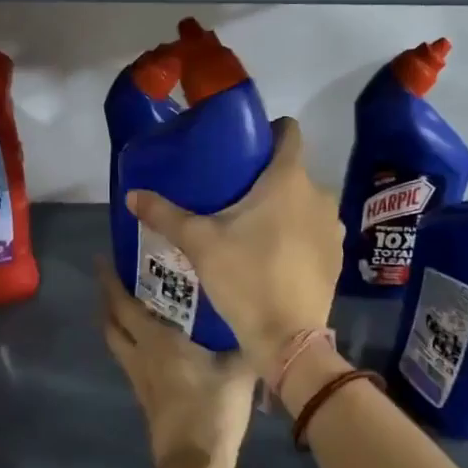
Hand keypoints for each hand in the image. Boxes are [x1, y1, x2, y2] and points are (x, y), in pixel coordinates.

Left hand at [98, 260, 254, 467]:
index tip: (102, 259)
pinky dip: (131, 342)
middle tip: (113, 278)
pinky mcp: (146, 397)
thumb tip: (262, 321)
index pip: (123, 304)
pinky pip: (130, 359)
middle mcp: (140, 355)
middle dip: (107, 299)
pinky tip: (150, 341)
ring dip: (115, 322)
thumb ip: (246, 342)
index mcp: (156, 341)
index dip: (109, 281)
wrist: (194, 463)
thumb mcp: (239, 370)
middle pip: (111, 323)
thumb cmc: (213, 408)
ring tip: (127, 305)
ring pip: (117, 343)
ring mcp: (140, 379)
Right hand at [125, 118, 341, 373]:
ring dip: (284, 206)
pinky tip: (274, 253)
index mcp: (289, 179)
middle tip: (234, 191)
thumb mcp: (199, 243)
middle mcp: (319, 195)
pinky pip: (315, 230)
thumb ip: (165, 214)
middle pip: (293, 170)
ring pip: (305, 202)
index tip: (244, 143)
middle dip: (267, 176)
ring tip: (252, 223)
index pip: (289, 132)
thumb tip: (131, 194)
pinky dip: (298, 233)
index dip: (269, 130)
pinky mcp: (336, 256)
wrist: (287, 338)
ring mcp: (332, 227)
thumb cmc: (245, 277)